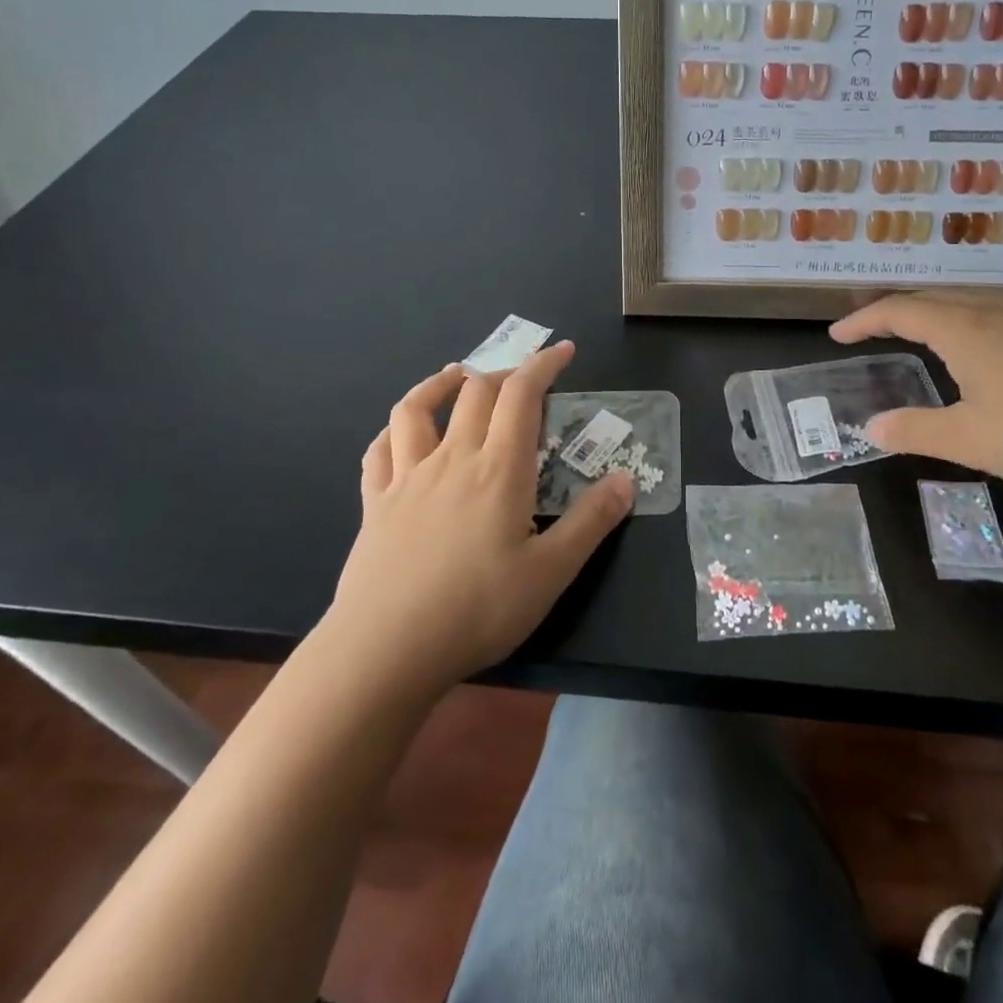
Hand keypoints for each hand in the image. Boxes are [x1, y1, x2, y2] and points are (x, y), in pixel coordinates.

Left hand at [324, 342, 632, 700]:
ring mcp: (407, 479)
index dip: (542, 365)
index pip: (522, 396)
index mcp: (498, 470)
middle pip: (474, 394)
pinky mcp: (375, 504)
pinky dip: (392, 431)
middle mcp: (452, 460)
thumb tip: (627, 480)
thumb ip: (591, 522)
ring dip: (439, 384)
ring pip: (416, 409)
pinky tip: (399, 434)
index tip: (562, 351)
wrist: (385, 650)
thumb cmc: (477, 610)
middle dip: (503, 373)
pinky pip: (378, 452)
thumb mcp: (551, 573)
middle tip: (523, 378)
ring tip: (456, 377)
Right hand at [830, 291, 1002, 493]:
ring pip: (966, 300)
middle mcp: (992, 310)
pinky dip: (963, 319)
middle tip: (869, 327)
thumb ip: (915, 430)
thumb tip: (870, 428)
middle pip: (930, 297)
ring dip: (931, 310)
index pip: (898, 310)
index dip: (863, 320)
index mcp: (962, 328)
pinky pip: (993, 311)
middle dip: (893, 309)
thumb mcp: (969, 439)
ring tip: (916, 331)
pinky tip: (978, 347)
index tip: (836, 334)